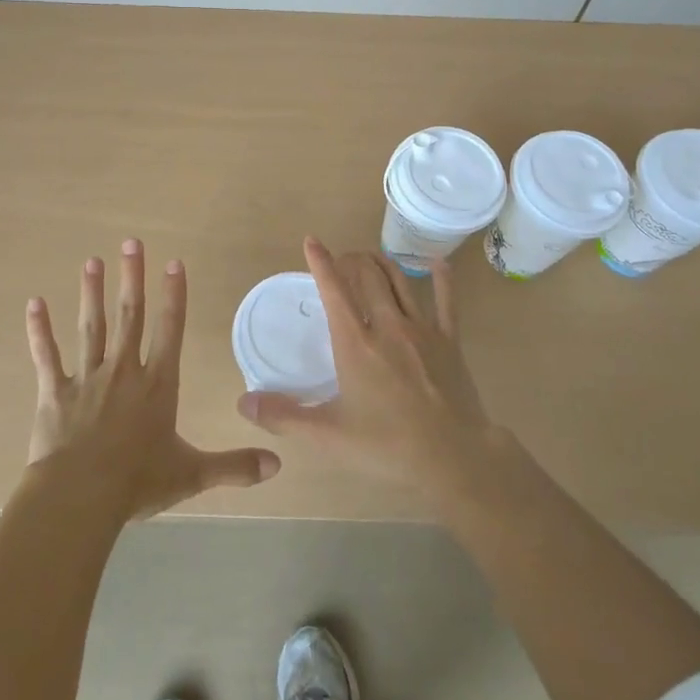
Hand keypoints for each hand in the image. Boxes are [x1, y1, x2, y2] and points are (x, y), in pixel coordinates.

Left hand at [25, 239, 279, 521]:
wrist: (80, 497)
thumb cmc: (137, 482)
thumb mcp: (192, 474)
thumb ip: (234, 467)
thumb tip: (277, 465)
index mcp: (157, 385)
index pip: (170, 330)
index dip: (174, 295)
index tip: (174, 263)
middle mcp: (123, 371)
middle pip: (129, 316)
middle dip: (132, 278)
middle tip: (131, 243)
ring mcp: (87, 378)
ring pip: (92, 327)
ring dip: (92, 293)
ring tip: (92, 261)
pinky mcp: (55, 392)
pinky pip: (46, 355)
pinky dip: (39, 330)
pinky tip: (34, 303)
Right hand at [237, 237, 502, 505]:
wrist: (455, 458)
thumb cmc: (387, 446)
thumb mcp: (328, 436)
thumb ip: (284, 417)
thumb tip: (244, 402)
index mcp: (355, 343)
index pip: (333, 290)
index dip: (321, 262)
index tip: (312, 241)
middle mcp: (387, 326)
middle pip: (367, 275)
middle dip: (351, 260)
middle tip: (342, 260)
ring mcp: (422, 330)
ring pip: (400, 281)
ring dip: (382, 263)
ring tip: (371, 257)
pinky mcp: (450, 341)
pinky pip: (446, 301)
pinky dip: (441, 279)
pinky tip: (438, 264)